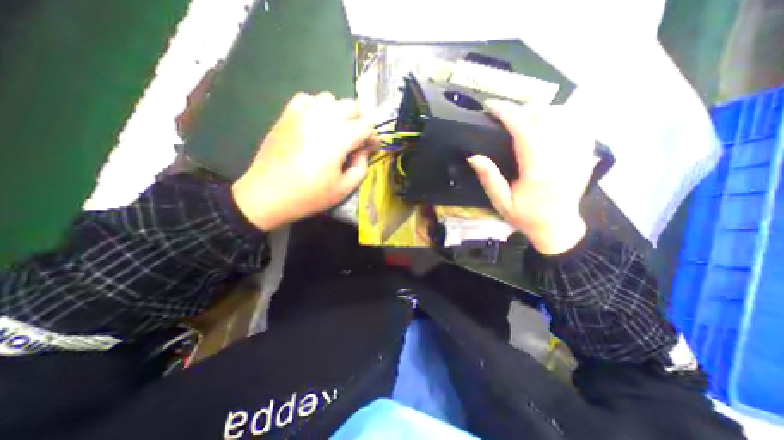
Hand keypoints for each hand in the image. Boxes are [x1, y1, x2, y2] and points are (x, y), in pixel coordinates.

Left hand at [233, 91, 371, 230]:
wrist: (268, 194)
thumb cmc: (310, 195)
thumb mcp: (344, 188)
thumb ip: (361, 166)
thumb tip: (365, 150)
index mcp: (340, 138)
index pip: (367, 125)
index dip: (373, 136)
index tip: (371, 148)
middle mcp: (323, 118)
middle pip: (351, 105)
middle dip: (358, 121)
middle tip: (354, 141)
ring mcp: (303, 113)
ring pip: (330, 98)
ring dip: (338, 112)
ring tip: (334, 131)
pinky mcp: (287, 115)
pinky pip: (307, 98)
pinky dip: (316, 107)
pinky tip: (314, 124)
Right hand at [465, 100, 594, 253]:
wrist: (557, 227)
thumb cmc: (526, 217)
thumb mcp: (501, 202)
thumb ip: (489, 178)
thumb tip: (474, 156)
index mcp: (537, 170)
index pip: (524, 130)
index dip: (506, 113)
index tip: (491, 106)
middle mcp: (561, 157)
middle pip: (545, 116)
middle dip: (521, 109)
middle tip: (503, 114)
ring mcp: (577, 154)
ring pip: (564, 115)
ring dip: (541, 110)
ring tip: (523, 117)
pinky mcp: (585, 154)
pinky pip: (579, 123)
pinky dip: (563, 115)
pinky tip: (549, 122)